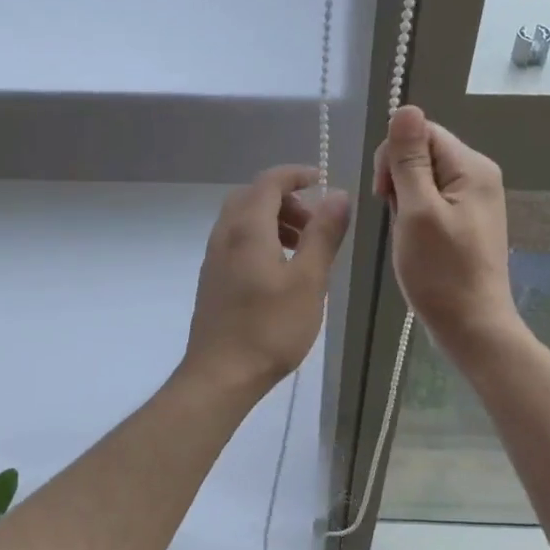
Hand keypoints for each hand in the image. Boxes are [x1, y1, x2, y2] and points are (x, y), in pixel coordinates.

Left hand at [182, 165, 351, 395]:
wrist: (220, 374)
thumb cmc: (270, 328)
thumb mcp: (309, 280)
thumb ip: (323, 235)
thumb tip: (338, 195)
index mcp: (247, 228)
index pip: (269, 181)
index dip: (296, 174)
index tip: (322, 181)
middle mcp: (224, 235)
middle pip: (252, 197)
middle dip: (286, 200)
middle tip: (314, 222)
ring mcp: (214, 258)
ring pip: (243, 221)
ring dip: (273, 221)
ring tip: (303, 248)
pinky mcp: (212, 279)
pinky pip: (236, 242)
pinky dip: (260, 240)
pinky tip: (280, 272)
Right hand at [374, 106, 519, 359]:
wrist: (472, 326)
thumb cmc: (441, 272)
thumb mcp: (417, 211)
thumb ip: (409, 159)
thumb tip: (405, 107)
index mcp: (472, 167)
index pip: (421, 132)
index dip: (394, 155)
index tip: (383, 194)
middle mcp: (479, 175)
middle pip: (423, 152)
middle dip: (398, 179)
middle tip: (397, 218)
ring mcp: (475, 200)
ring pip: (424, 179)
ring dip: (405, 200)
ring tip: (407, 234)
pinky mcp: (467, 221)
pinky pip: (432, 201)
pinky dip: (415, 215)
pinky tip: (415, 240)